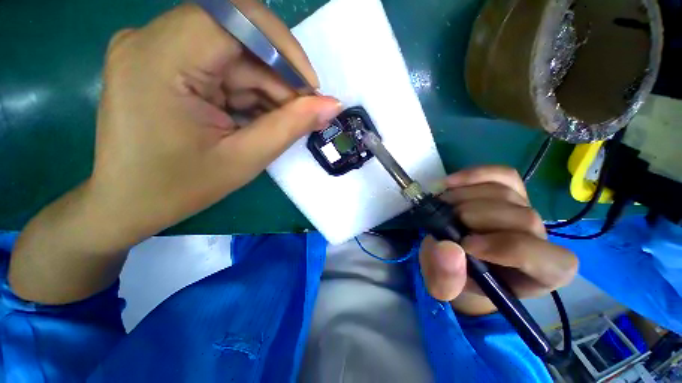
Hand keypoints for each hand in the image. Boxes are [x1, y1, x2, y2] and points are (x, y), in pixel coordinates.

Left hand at [10, 2, 340, 303]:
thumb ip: (289, 127)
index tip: (313, 86)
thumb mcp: (242, 158)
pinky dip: (254, 96)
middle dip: (281, 80)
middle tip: (304, 114)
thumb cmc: (173, 190)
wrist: (122, 206)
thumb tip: (330, 107)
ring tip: (277, 127)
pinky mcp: (172, 66)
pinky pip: (230, 71)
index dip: (284, 50)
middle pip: (242, 41)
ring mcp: (163, 50)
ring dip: (270, 93)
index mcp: (163, 54)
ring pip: (239, 58)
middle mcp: (159, 39)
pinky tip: (257, 123)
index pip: (236, 20)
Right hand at [419, 166, 577, 315]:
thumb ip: (445, 278)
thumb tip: (449, 249)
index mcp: (540, 274)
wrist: (456, 256)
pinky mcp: (511, 190)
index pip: (544, 257)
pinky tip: (449, 183)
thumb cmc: (457, 276)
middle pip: (523, 217)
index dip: (505, 247)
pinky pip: (502, 175)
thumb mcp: (444, 286)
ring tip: (441, 206)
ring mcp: (526, 209)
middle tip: (444, 220)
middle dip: (476, 216)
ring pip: (506, 193)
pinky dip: (474, 175)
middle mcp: (541, 238)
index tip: (464, 244)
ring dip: (465, 197)